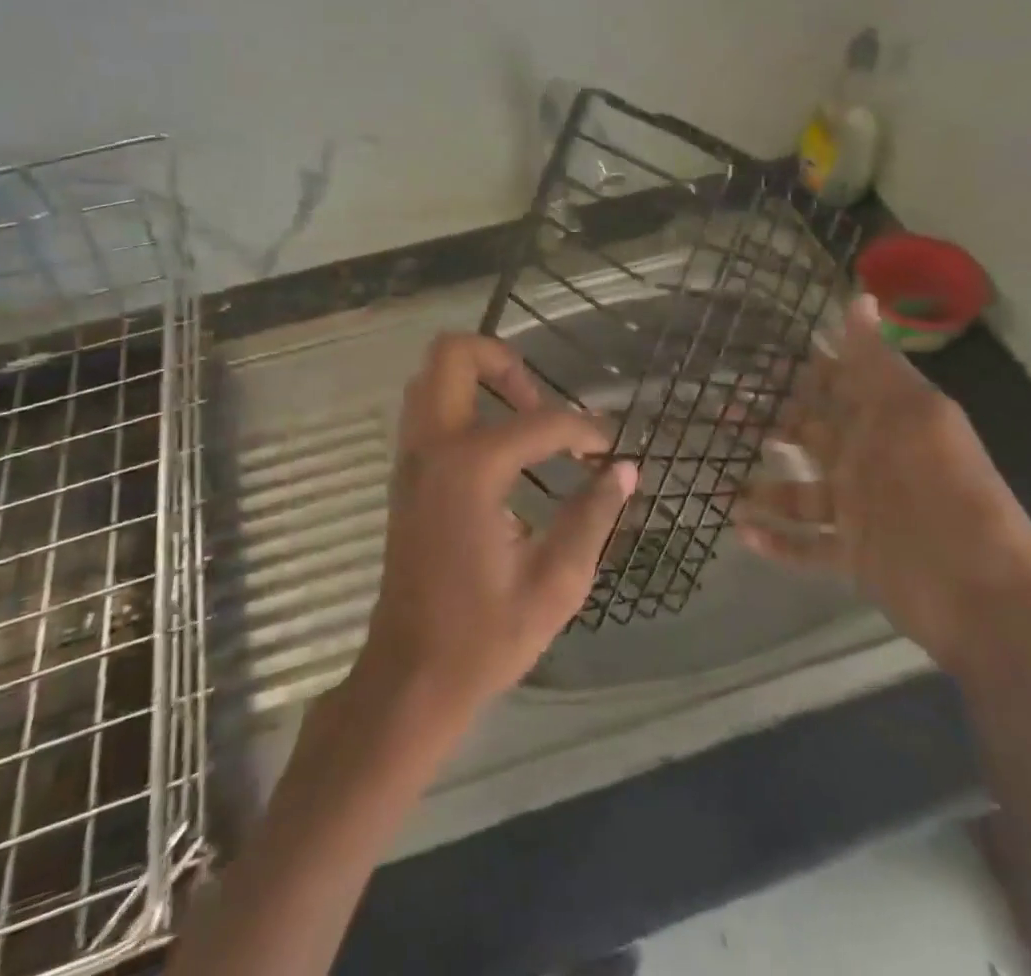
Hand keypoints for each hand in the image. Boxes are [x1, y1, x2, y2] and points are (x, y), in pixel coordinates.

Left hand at [355, 333, 637, 722]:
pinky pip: (427, 407)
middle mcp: (433, 447)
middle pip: (454, 354)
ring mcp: (410, 457)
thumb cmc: (484, 636)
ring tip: (523, 419)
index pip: (541, 422)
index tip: (608, 450)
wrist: (411, 675)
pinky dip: (461, 402)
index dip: (584, 429)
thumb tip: (625, 471)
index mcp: (471, 469)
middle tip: (541, 404)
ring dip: (479, 378)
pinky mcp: (404, 473)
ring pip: (432, 375)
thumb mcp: (556, 582)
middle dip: (505, 362)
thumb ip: (593, 517)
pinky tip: (498, 447)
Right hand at [737, 296, 1030, 670]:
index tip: (757, 355)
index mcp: (885, 423)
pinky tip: (740, 532)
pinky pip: (806, 546)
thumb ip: (879, 364)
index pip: (838, 385)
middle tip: (720, 411)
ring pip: (798, 493)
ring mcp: (859, 511)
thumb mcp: (915, 417)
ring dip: (762, 489)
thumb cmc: (947, 495)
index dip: (803, 368)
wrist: (987, 598)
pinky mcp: (854, 557)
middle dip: (767, 421)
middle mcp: (867, 461)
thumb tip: (858, 298)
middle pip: (808, 434)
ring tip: (721, 484)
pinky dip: (776, 541)